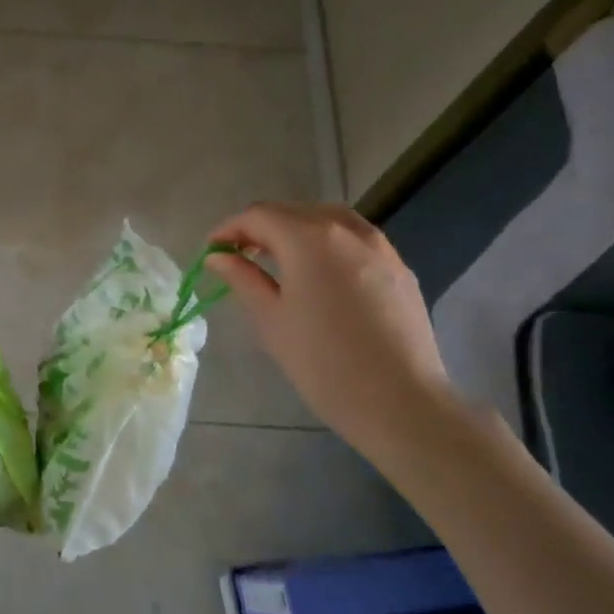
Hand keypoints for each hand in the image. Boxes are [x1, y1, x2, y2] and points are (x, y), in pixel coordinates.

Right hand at [206, 203, 460, 465]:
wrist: (401, 403)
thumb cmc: (323, 364)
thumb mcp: (271, 320)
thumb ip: (243, 278)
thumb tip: (218, 256)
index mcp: (309, 238)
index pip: (259, 216)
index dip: (229, 228)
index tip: (212, 250)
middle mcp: (346, 229)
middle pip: (293, 211)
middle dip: (261, 227)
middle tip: (239, 255)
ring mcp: (379, 245)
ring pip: (327, 219)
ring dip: (296, 229)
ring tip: (277, 259)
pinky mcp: (399, 267)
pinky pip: (354, 238)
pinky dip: (327, 242)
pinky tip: (319, 273)